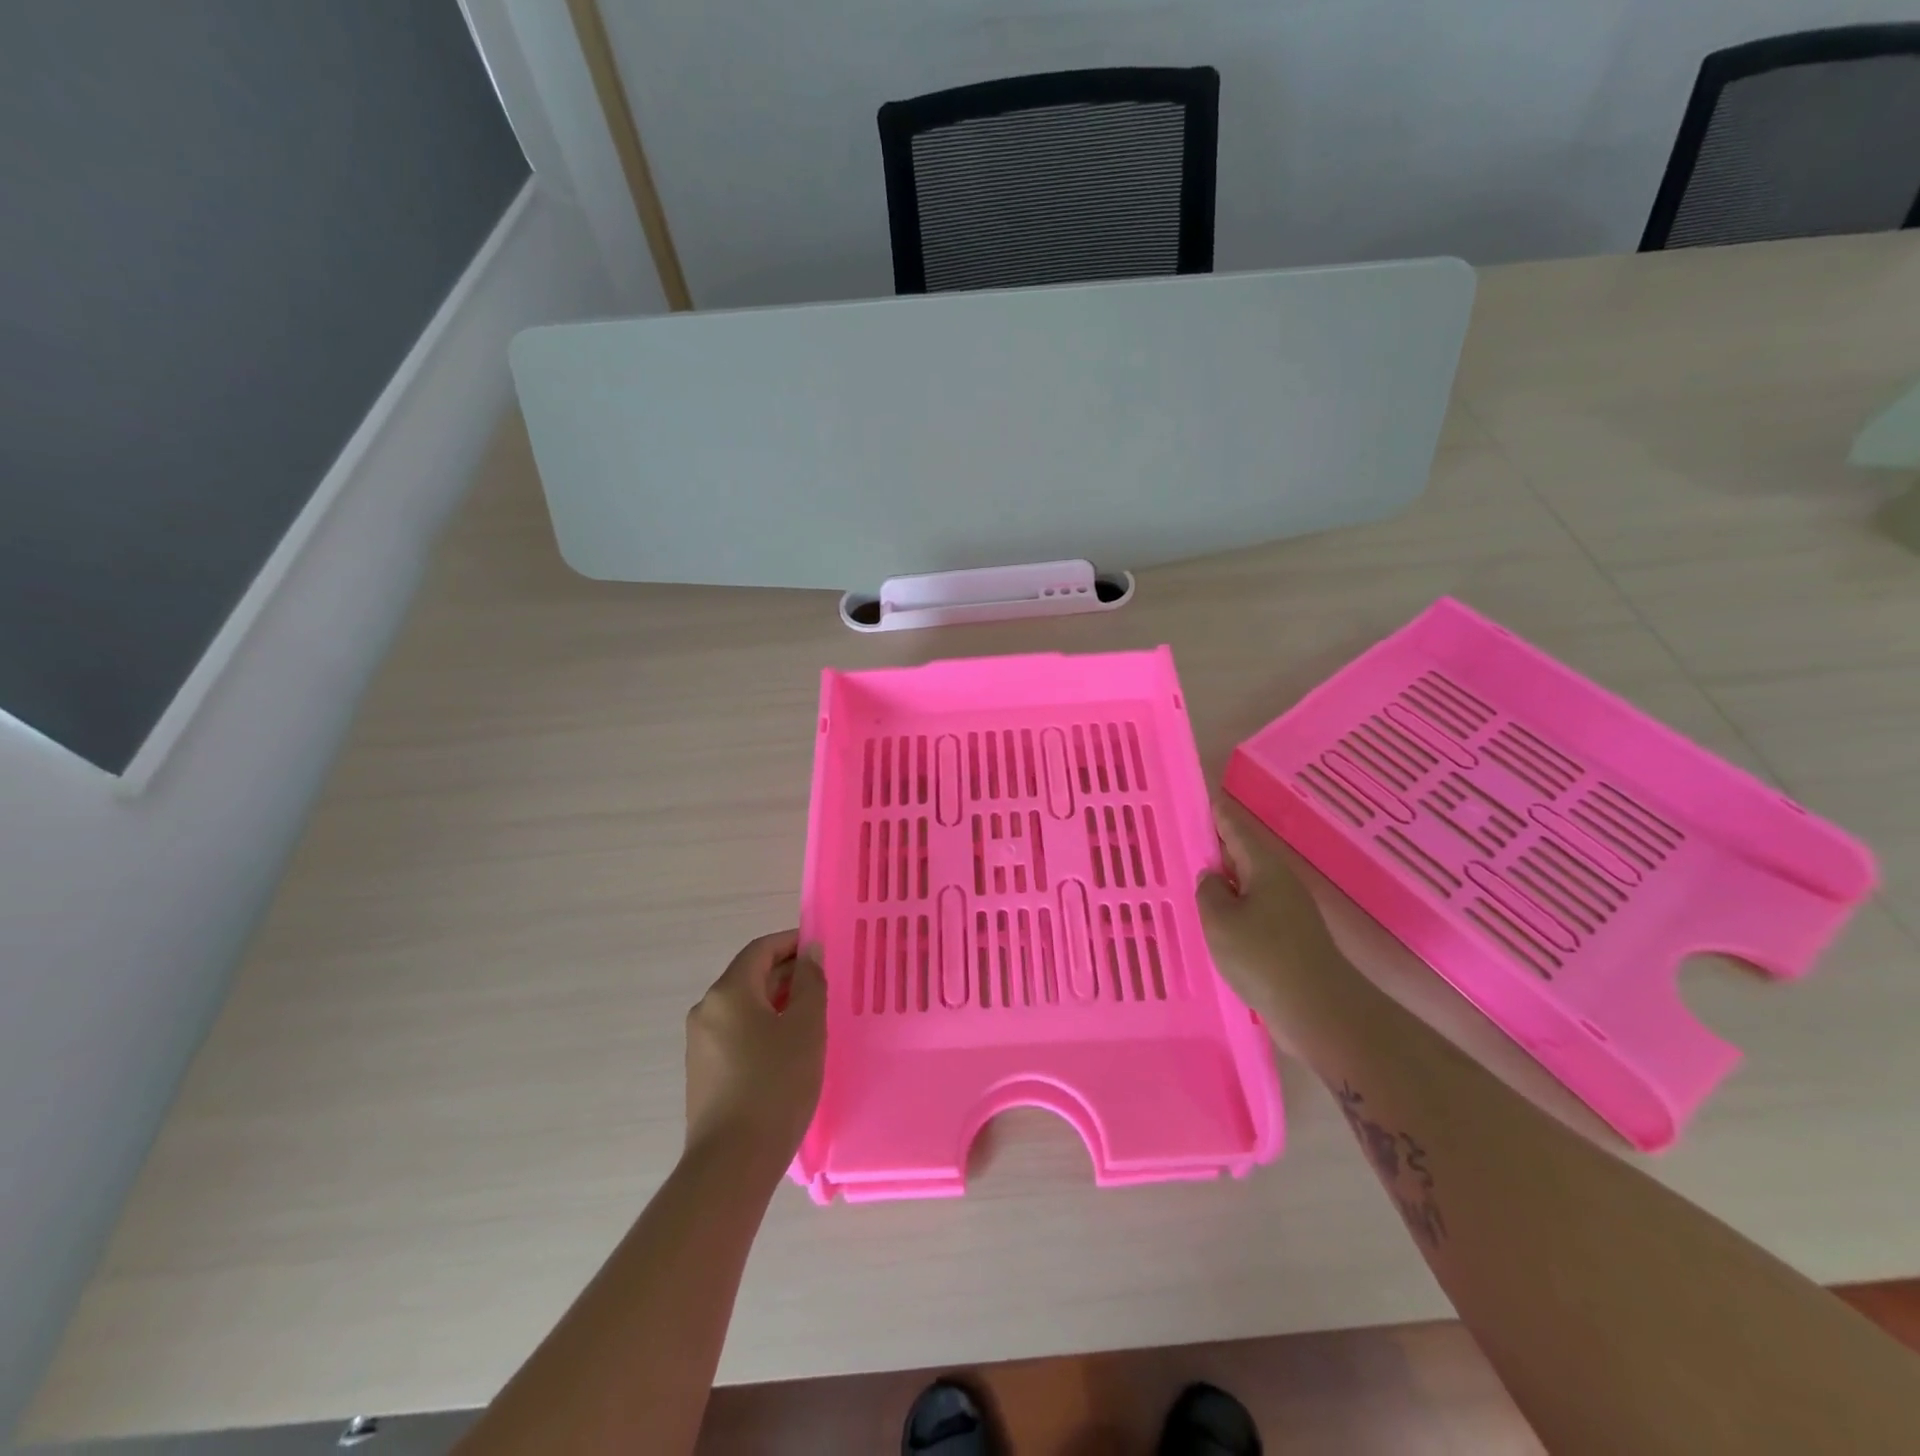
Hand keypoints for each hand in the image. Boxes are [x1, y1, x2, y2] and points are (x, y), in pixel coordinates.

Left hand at [684, 930, 825, 1168]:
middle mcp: (707, 1010)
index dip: (792, 943)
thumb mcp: (805, 1027)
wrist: (732, 1163)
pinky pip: (736, 1033)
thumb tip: (809, 952)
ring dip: (776, 1003)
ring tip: (811, 1018)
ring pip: (743, 1007)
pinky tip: (787, 1050)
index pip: (761, 950)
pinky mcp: (703, 1072)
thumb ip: (810, 982)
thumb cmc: (775, 1085)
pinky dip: (762, 1028)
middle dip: (787, 974)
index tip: (821, 949)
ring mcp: (700, 1043)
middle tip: (823, 985)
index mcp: (728, 992)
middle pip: (750, 976)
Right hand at [1197, 798, 1341, 1027]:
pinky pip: (1256, 910)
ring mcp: (1290, 911)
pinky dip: (1236, 908)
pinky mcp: (1292, 938)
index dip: (1219, 815)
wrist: (1319, 1010)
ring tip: (1197, 882)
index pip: (1236, 830)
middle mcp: (1281, 883)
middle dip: (1220, 848)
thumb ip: (1209, 892)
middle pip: (1245, 856)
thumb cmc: (1263, 956)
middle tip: (1189, 840)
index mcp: (1265, 869)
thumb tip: (1212, 878)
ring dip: (1227, 881)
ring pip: (1251, 885)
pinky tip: (1219, 922)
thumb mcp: (1220, 921)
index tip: (1204, 799)